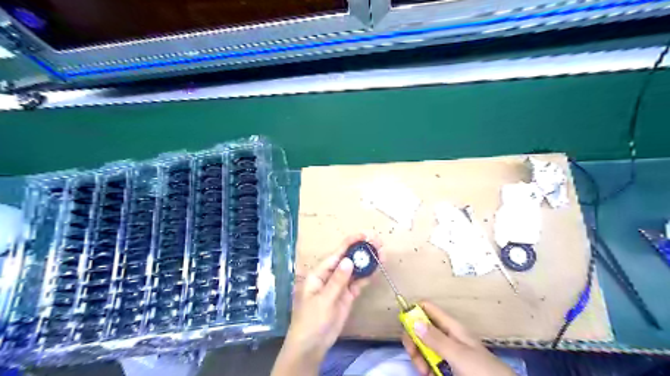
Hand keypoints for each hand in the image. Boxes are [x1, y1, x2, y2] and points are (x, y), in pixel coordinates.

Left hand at [268, 234, 378, 373]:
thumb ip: (337, 281)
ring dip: (367, 262)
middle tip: (378, 242)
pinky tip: (376, 268)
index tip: (364, 235)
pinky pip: (358, 283)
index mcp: (320, 273)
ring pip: (355, 270)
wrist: (312, 345)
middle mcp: (330, 276)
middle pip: (348, 259)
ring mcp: (340, 286)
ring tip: (381, 253)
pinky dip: (367, 276)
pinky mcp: (347, 296)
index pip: (337, 254)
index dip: (350, 243)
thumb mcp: (323, 300)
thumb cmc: (311, 321)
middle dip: (361, 250)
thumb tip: (349, 260)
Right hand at [400, 301, 513, 375]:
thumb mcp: (458, 354)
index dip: (414, 311)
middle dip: (413, 339)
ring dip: (418, 356)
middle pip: (421, 328)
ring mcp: (447, 351)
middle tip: (413, 353)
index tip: (404, 324)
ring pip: (423, 346)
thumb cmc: (482, 370)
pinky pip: (430, 360)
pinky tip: (427, 374)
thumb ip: (436, 338)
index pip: (427, 308)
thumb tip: (414, 321)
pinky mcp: (447, 366)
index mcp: (451, 326)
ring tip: (424, 372)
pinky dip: (425, 366)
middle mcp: (447, 335)